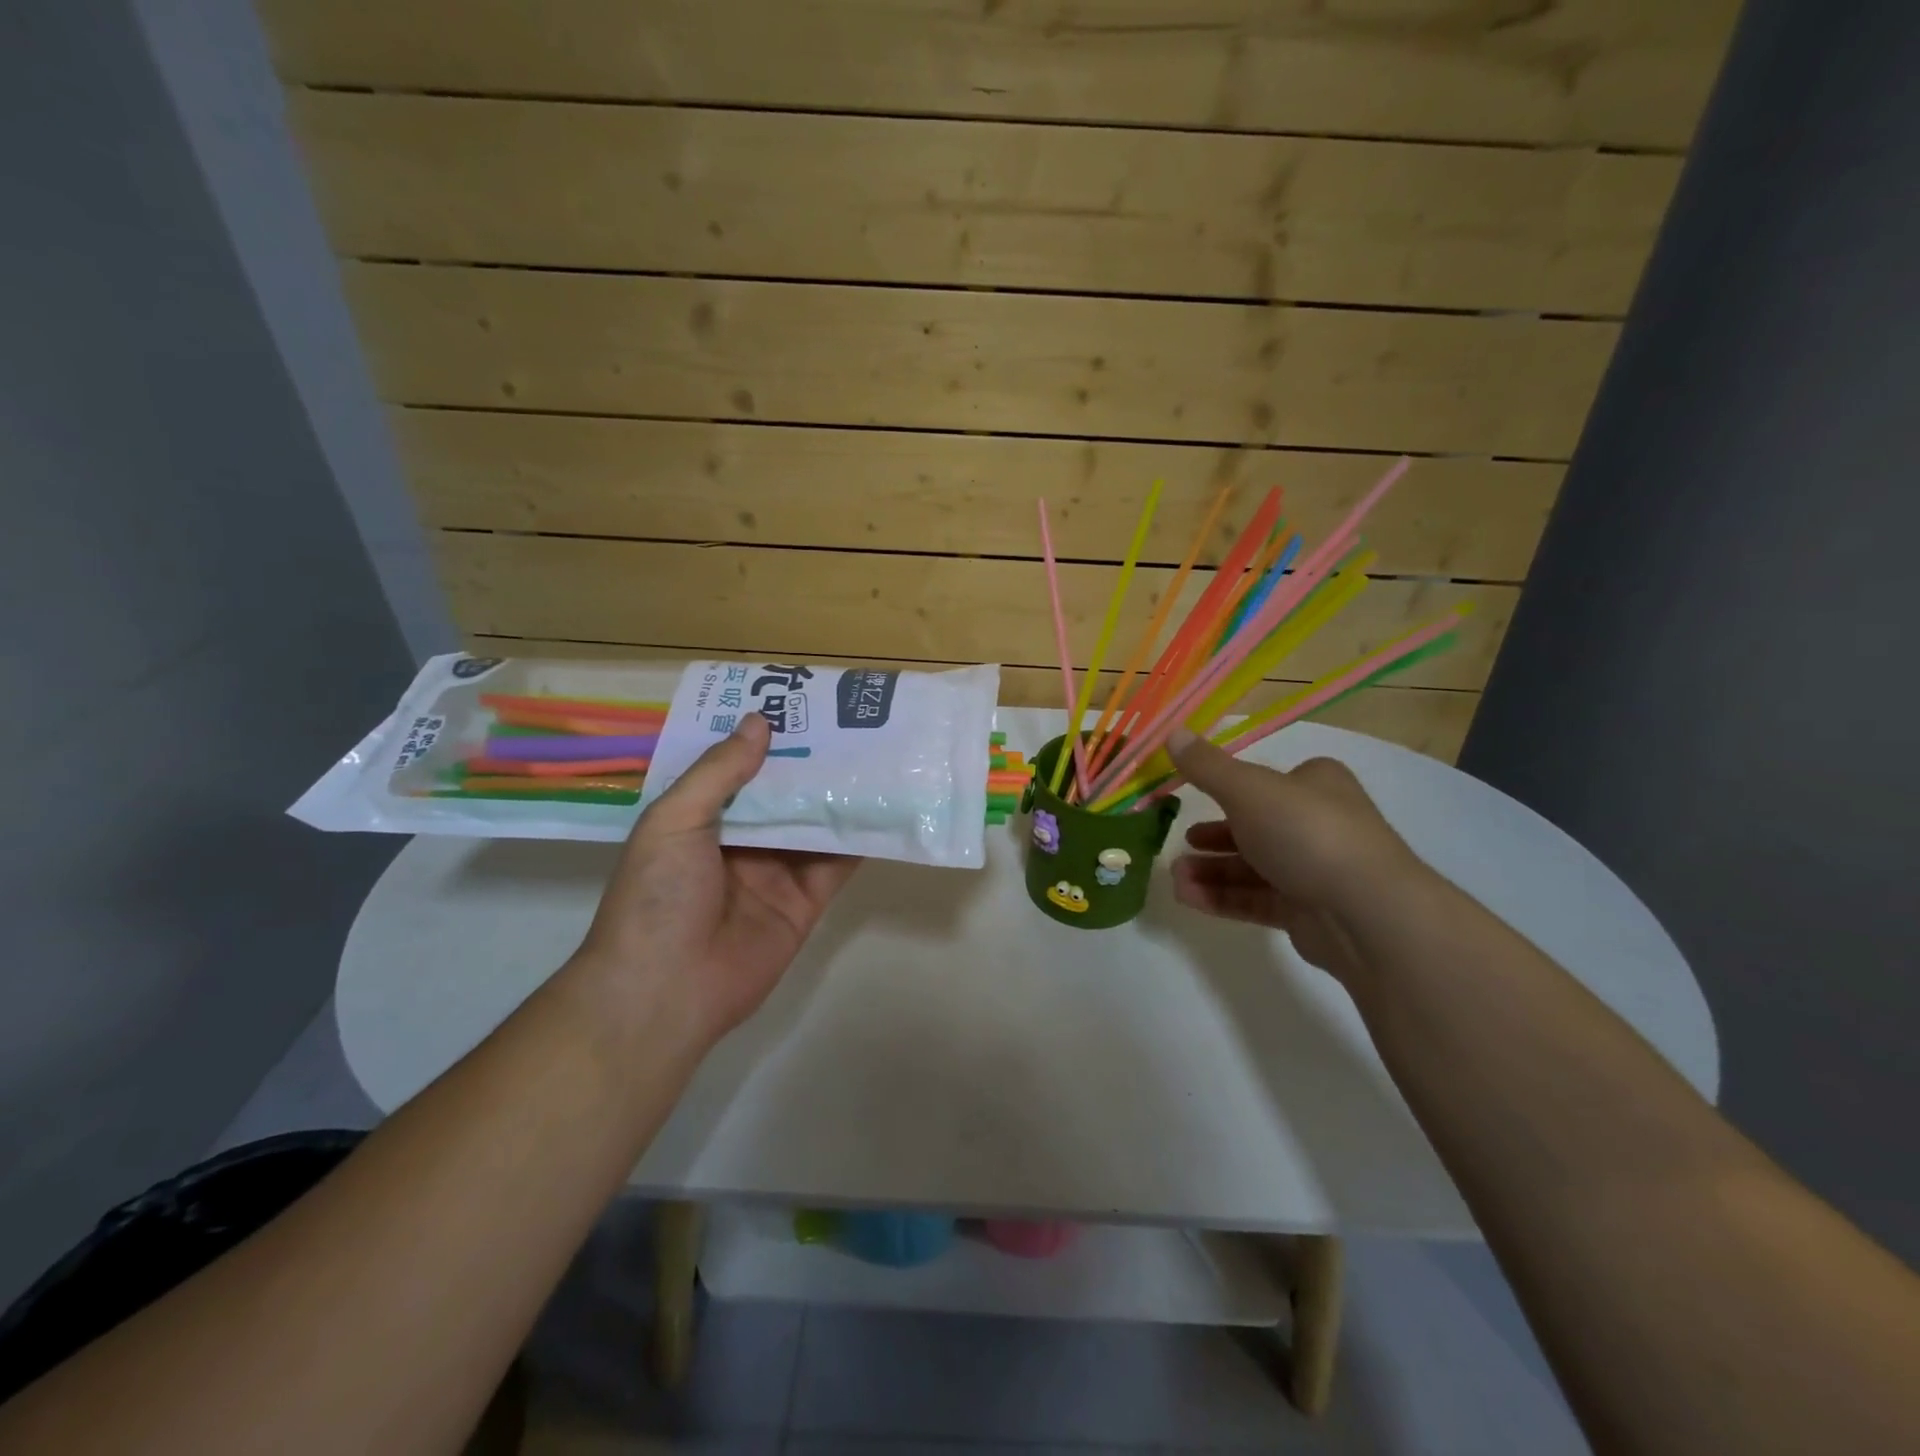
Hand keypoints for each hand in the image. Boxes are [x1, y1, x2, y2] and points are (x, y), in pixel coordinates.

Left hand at [572, 713, 859, 1044]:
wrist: (667, 991)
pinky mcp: (805, 902)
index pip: (737, 767)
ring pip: (814, 824)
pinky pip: (836, 864)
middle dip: (811, 761)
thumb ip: (719, 772)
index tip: (797, 703)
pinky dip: (858, 839)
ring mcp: (775, 871)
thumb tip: (760, 722)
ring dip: (840, 794)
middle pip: (783, 793)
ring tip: (876, 753)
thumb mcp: (674, 821)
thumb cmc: (658, 896)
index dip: (764, 738)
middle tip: (850, 721)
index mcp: (700, 818)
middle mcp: (740, 840)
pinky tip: (884, 808)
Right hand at [1165, 728, 1421, 981]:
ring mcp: (1315, 870)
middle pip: (1254, 826)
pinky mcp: (1308, 912)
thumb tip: (1171, 733)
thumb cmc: (1306, 832)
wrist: (1366, 912)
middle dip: (1212, 836)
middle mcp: (1318, 822)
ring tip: (1176, 878)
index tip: (1191, 796)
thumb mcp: (1247, 789)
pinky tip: (1188, 897)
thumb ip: (1207, 767)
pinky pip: (1257, 900)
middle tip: (1182, 842)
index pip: (1267, 781)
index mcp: (1315, 784)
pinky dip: (1222, 897)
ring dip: (1210, 870)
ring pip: (1251, 866)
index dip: (1228, 788)